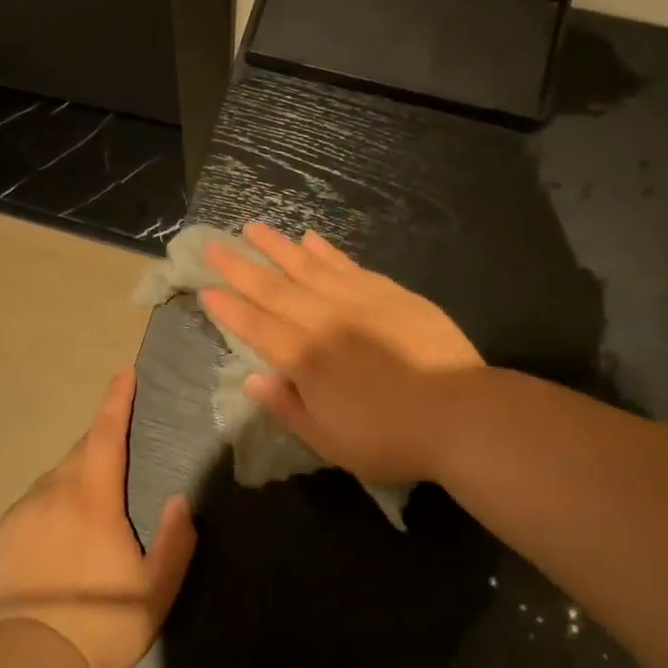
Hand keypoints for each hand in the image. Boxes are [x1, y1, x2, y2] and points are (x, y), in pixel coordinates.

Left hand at [0, 368, 195, 667]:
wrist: (28, 659)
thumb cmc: (101, 624)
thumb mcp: (156, 591)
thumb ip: (174, 542)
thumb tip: (179, 501)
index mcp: (93, 498)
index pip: (106, 434)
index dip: (116, 400)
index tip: (124, 372)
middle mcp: (55, 491)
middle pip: (81, 451)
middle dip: (102, 440)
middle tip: (121, 453)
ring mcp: (25, 510)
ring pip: (57, 476)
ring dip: (78, 476)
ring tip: (93, 506)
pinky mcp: (5, 532)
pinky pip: (36, 500)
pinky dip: (54, 501)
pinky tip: (61, 533)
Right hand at [201, 224, 483, 483]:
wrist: (462, 415)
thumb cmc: (390, 438)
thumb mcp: (329, 440)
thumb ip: (287, 407)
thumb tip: (251, 380)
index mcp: (306, 358)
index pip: (256, 326)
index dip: (229, 308)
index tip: (205, 288)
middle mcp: (325, 321)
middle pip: (274, 288)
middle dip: (239, 266)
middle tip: (212, 244)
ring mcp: (359, 301)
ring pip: (309, 266)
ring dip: (277, 247)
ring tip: (253, 227)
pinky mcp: (391, 294)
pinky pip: (348, 265)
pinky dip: (326, 251)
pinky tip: (310, 239)